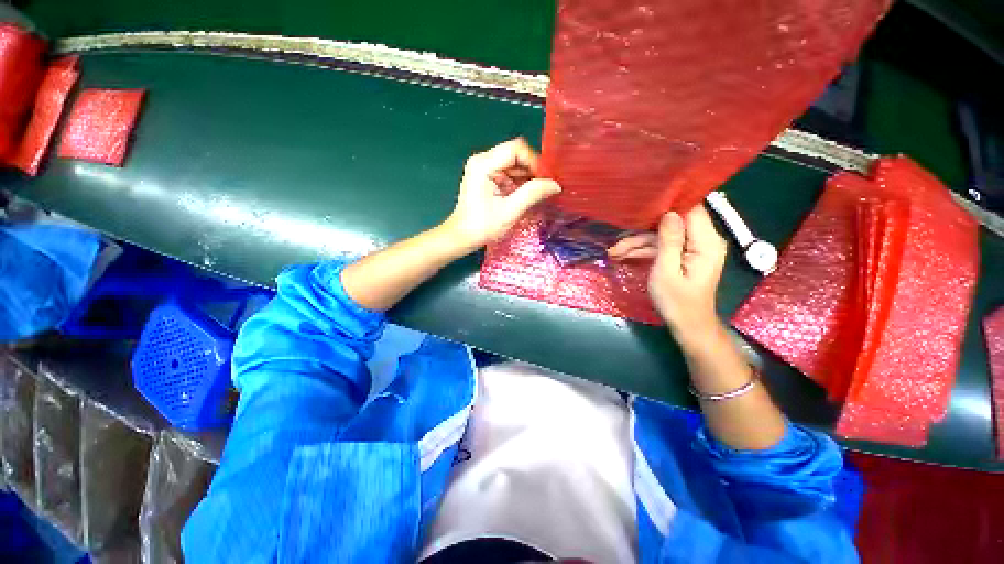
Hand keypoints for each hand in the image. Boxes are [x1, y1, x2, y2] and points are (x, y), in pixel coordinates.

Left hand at [441, 138, 560, 252]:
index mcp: (483, 164)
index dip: (534, 161)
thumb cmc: (483, 226)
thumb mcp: (510, 211)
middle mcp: (482, 160)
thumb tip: (556, 184)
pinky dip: (519, 183)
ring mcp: (483, 168)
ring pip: (513, 164)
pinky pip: (508, 173)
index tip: (546, 179)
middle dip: (532, 170)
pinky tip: (527, 195)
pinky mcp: (486, 177)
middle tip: (545, 187)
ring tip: (538, 193)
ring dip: (527, 178)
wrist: (463, 237)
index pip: (516, 149)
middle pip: (515, 155)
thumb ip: (532, 194)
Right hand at [609, 205, 726, 338]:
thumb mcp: (667, 271)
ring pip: (663, 236)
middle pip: (672, 224)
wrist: (687, 325)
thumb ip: (669, 241)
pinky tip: (624, 255)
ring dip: (639, 243)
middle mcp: (703, 241)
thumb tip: (669, 213)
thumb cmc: (677, 302)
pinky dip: (645, 251)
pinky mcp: (684, 256)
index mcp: (706, 243)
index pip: (691, 210)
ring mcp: (693, 248)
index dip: (668, 204)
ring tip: (614, 252)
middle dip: (643, 231)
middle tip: (617, 242)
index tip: (643, 205)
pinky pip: (663, 246)